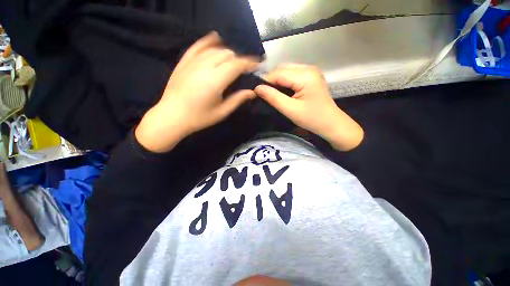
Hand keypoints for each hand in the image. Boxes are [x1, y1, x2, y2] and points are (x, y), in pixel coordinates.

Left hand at [136, 32, 259, 151]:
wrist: (172, 117)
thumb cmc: (199, 118)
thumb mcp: (222, 112)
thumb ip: (238, 99)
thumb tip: (252, 92)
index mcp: (215, 80)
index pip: (237, 64)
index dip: (250, 63)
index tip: (258, 65)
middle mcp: (204, 66)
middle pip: (227, 54)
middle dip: (239, 60)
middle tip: (244, 71)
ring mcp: (192, 62)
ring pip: (215, 49)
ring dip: (228, 53)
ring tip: (233, 62)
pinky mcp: (184, 61)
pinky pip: (198, 46)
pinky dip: (209, 42)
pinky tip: (215, 39)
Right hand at [254, 64, 362, 150]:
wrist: (331, 123)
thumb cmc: (312, 119)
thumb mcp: (290, 110)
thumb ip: (273, 97)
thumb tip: (257, 88)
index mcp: (305, 75)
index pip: (279, 73)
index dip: (266, 81)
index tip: (256, 92)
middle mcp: (308, 68)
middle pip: (283, 68)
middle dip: (271, 80)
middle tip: (264, 94)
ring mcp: (311, 71)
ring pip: (287, 70)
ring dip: (277, 80)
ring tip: (272, 93)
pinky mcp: (311, 76)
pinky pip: (293, 74)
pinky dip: (284, 81)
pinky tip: (282, 91)